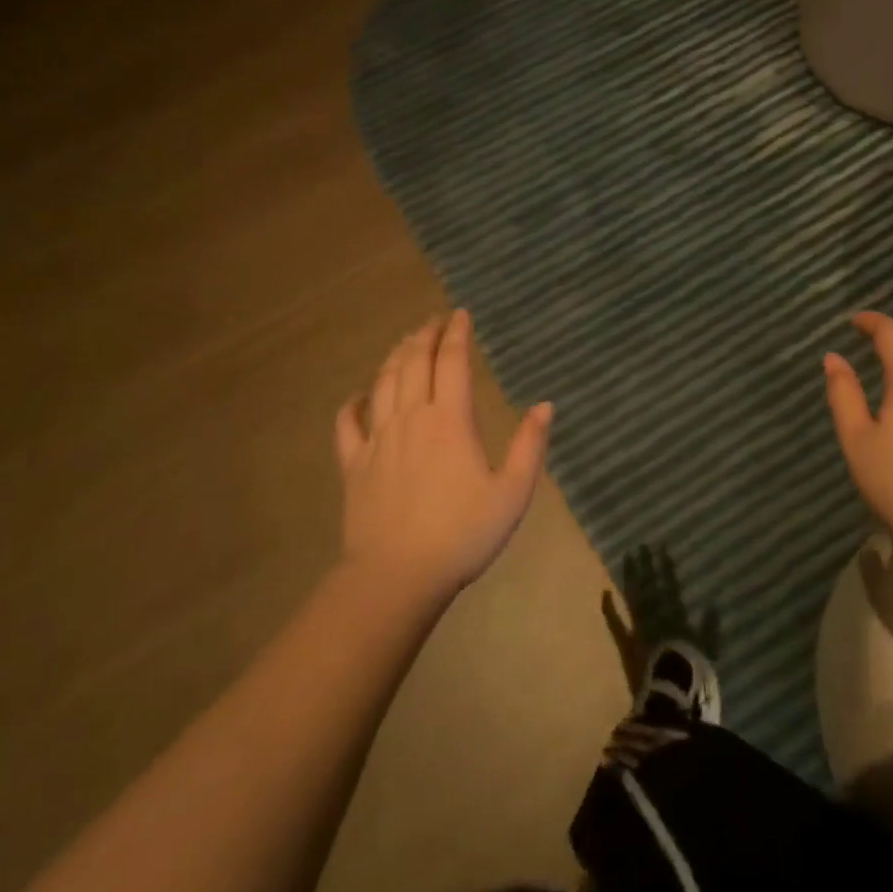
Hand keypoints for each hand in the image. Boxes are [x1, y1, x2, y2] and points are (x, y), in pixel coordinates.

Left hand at [335, 310, 551, 602]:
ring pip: (382, 383)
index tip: (460, 314)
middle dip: (425, 336)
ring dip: (394, 357)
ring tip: (404, 342)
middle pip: (414, 362)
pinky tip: (358, 395)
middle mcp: (411, 418)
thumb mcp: (512, 493)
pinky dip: (352, 403)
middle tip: (433, 320)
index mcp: (450, 420)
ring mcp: (377, 440)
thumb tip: (545, 404)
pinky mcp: (353, 465)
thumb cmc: (462, 534)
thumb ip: (530, 445)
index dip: (456, 333)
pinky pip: (347, 424)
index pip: (452, 361)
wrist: (397, 577)